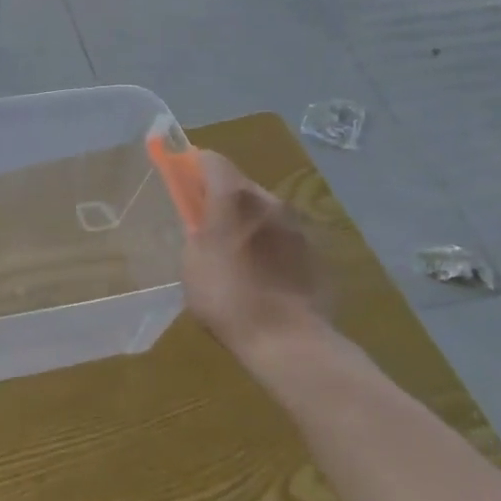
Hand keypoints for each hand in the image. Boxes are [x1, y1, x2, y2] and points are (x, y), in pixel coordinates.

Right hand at [181, 150, 325, 366]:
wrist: (289, 340)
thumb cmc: (227, 299)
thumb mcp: (192, 265)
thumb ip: (196, 234)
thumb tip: (201, 224)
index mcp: (234, 198)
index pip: (212, 160)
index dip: (195, 167)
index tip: (185, 182)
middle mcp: (269, 201)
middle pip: (240, 185)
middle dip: (223, 198)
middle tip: (208, 225)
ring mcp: (297, 226)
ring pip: (265, 211)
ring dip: (249, 222)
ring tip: (238, 256)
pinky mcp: (315, 252)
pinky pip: (284, 237)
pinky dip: (271, 246)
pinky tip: (264, 276)